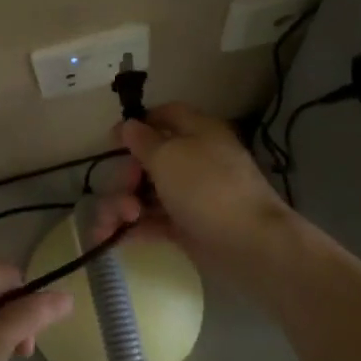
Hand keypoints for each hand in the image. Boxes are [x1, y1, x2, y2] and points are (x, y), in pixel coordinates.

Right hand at [93, 102, 296, 282]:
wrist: (249, 244)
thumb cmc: (206, 188)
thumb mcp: (168, 156)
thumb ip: (143, 141)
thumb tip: (129, 125)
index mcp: (198, 132)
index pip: (166, 115)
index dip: (138, 124)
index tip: (112, 140)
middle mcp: (194, 160)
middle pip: (148, 159)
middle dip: (125, 176)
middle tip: (124, 191)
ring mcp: (191, 196)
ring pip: (146, 193)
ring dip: (122, 204)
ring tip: (117, 222)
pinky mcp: (186, 227)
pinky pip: (152, 221)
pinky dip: (132, 227)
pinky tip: (111, 237)